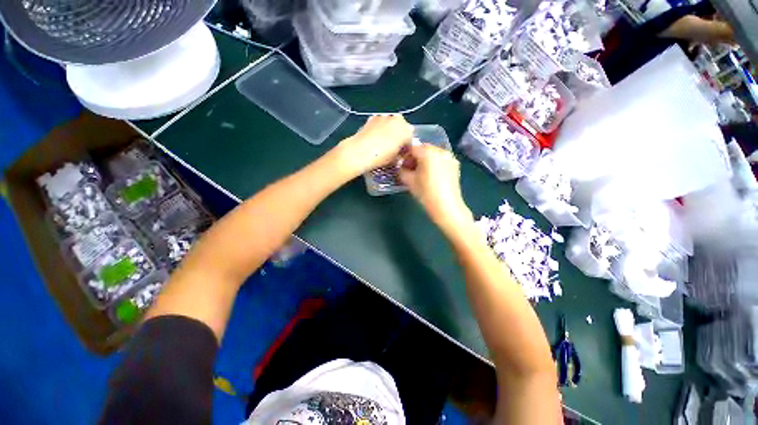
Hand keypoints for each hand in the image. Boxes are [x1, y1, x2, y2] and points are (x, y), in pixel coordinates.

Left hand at [334, 115, 413, 177]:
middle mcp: (397, 120)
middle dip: (399, 137)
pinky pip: (380, 123)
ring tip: (383, 143)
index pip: (410, 139)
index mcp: (406, 130)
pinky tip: (375, 138)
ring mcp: (384, 116)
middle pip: (402, 128)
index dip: (406, 148)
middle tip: (393, 148)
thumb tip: (399, 154)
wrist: (360, 151)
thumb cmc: (381, 157)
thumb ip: (400, 154)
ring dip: (390, 131)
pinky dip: (380, 128)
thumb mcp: (394, 159)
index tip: (401, 155)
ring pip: (391, 124)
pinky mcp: (373, 117)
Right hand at [398, 144, 473, 233]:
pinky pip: (441, 160)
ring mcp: (450, 157)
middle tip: (410, 170)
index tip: (401, 165)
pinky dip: (434, 164)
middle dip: (415, 158)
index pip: (412, 148)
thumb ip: (402, 170)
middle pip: (424, 149)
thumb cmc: (425, 192)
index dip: (405, 156)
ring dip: (425, 161)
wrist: (446, 206)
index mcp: (428, 152)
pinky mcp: (455, 165)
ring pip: (433, 154)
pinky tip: (432, 176)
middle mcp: (440, 150)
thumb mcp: (409, 181)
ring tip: (421, 174)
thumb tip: (402, 167)